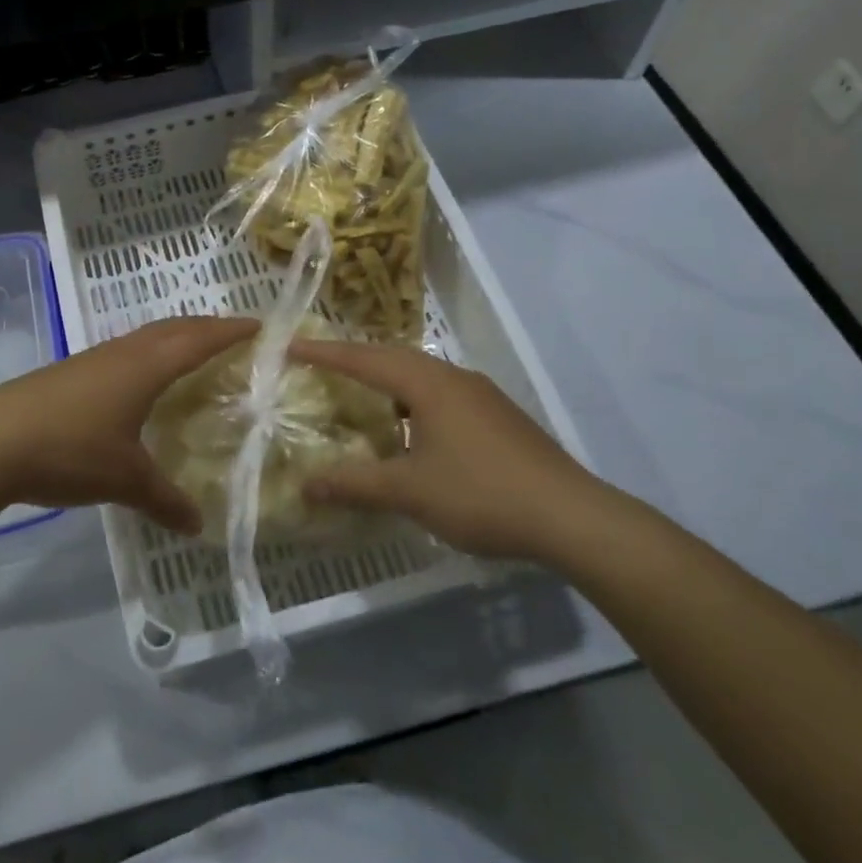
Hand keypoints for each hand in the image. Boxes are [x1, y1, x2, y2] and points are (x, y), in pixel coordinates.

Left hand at [0, 317, 257, 532]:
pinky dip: (145, 359)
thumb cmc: (69, 449)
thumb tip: (197, 526)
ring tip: (194, 358)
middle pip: (174, 328)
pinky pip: (121, 356)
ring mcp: (91, 360)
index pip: (200, 338)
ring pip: (144, 339)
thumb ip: (165, 500)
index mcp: (146, 365)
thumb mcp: (125, 479)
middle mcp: (122, 352)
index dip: (233, 331)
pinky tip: (139, 386)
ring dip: (174, 340)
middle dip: (207, 328)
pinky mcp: (68, 374)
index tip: (264, 327)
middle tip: (236, 339)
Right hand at [287, 339, 618, 563]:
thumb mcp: (410, 491)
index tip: (290, 346)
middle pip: (394, 358)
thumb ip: (355, 484)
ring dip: (387, 381)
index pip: (365, 359)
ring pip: (421, 377)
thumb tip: (306, 484)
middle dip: (356, 360)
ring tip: (359, 395)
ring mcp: (481, 396)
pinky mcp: (498, 418)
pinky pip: (441, 396)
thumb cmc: (481, 494)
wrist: (570, 516)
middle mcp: (454, 378)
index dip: (325, 354)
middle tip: (320, 367)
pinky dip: (412, 402)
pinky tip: (409, 431)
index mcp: (429, 384)